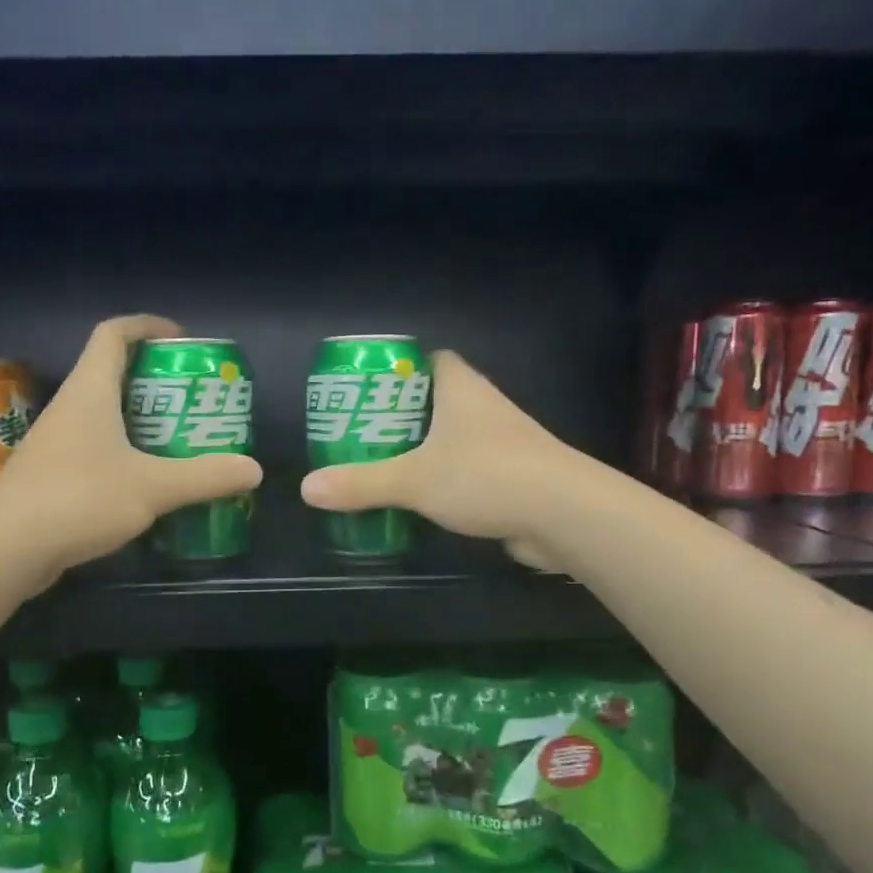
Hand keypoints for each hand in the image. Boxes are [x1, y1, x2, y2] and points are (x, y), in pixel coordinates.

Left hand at [0, 315, 262, 588]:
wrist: (6, 548)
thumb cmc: (79, 498)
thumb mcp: (152, 487)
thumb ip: (204, 476)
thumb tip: (253, 469)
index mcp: (90, 392)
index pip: (113, 335)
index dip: (146, 326)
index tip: (180, 338)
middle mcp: (70, 408)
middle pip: (111, 373)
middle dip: (155, 380)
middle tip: (194, 398)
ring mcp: (56, 442)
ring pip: (103, 415)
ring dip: (140, 420)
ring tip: (180, 438)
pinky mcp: (52, 476)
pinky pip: (95, 448)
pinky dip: (124, 453)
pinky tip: (148, 481)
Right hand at [300, 350, 578, 569]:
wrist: (564, 513)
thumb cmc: (485, 476)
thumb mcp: (413, 479)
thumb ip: (361, 483)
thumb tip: (307, 488)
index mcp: (461, 389)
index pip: (431, 359)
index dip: (400, 368)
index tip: (369, 388)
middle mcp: (484, 408)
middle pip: (437, 400)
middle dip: (402, 415)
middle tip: (362, 433)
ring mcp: (502, 443)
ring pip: (454, 437)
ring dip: (424, 450)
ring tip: (382, 466)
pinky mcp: (512, 477)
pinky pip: (469, 470)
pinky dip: (445, 480)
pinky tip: (421, 500)